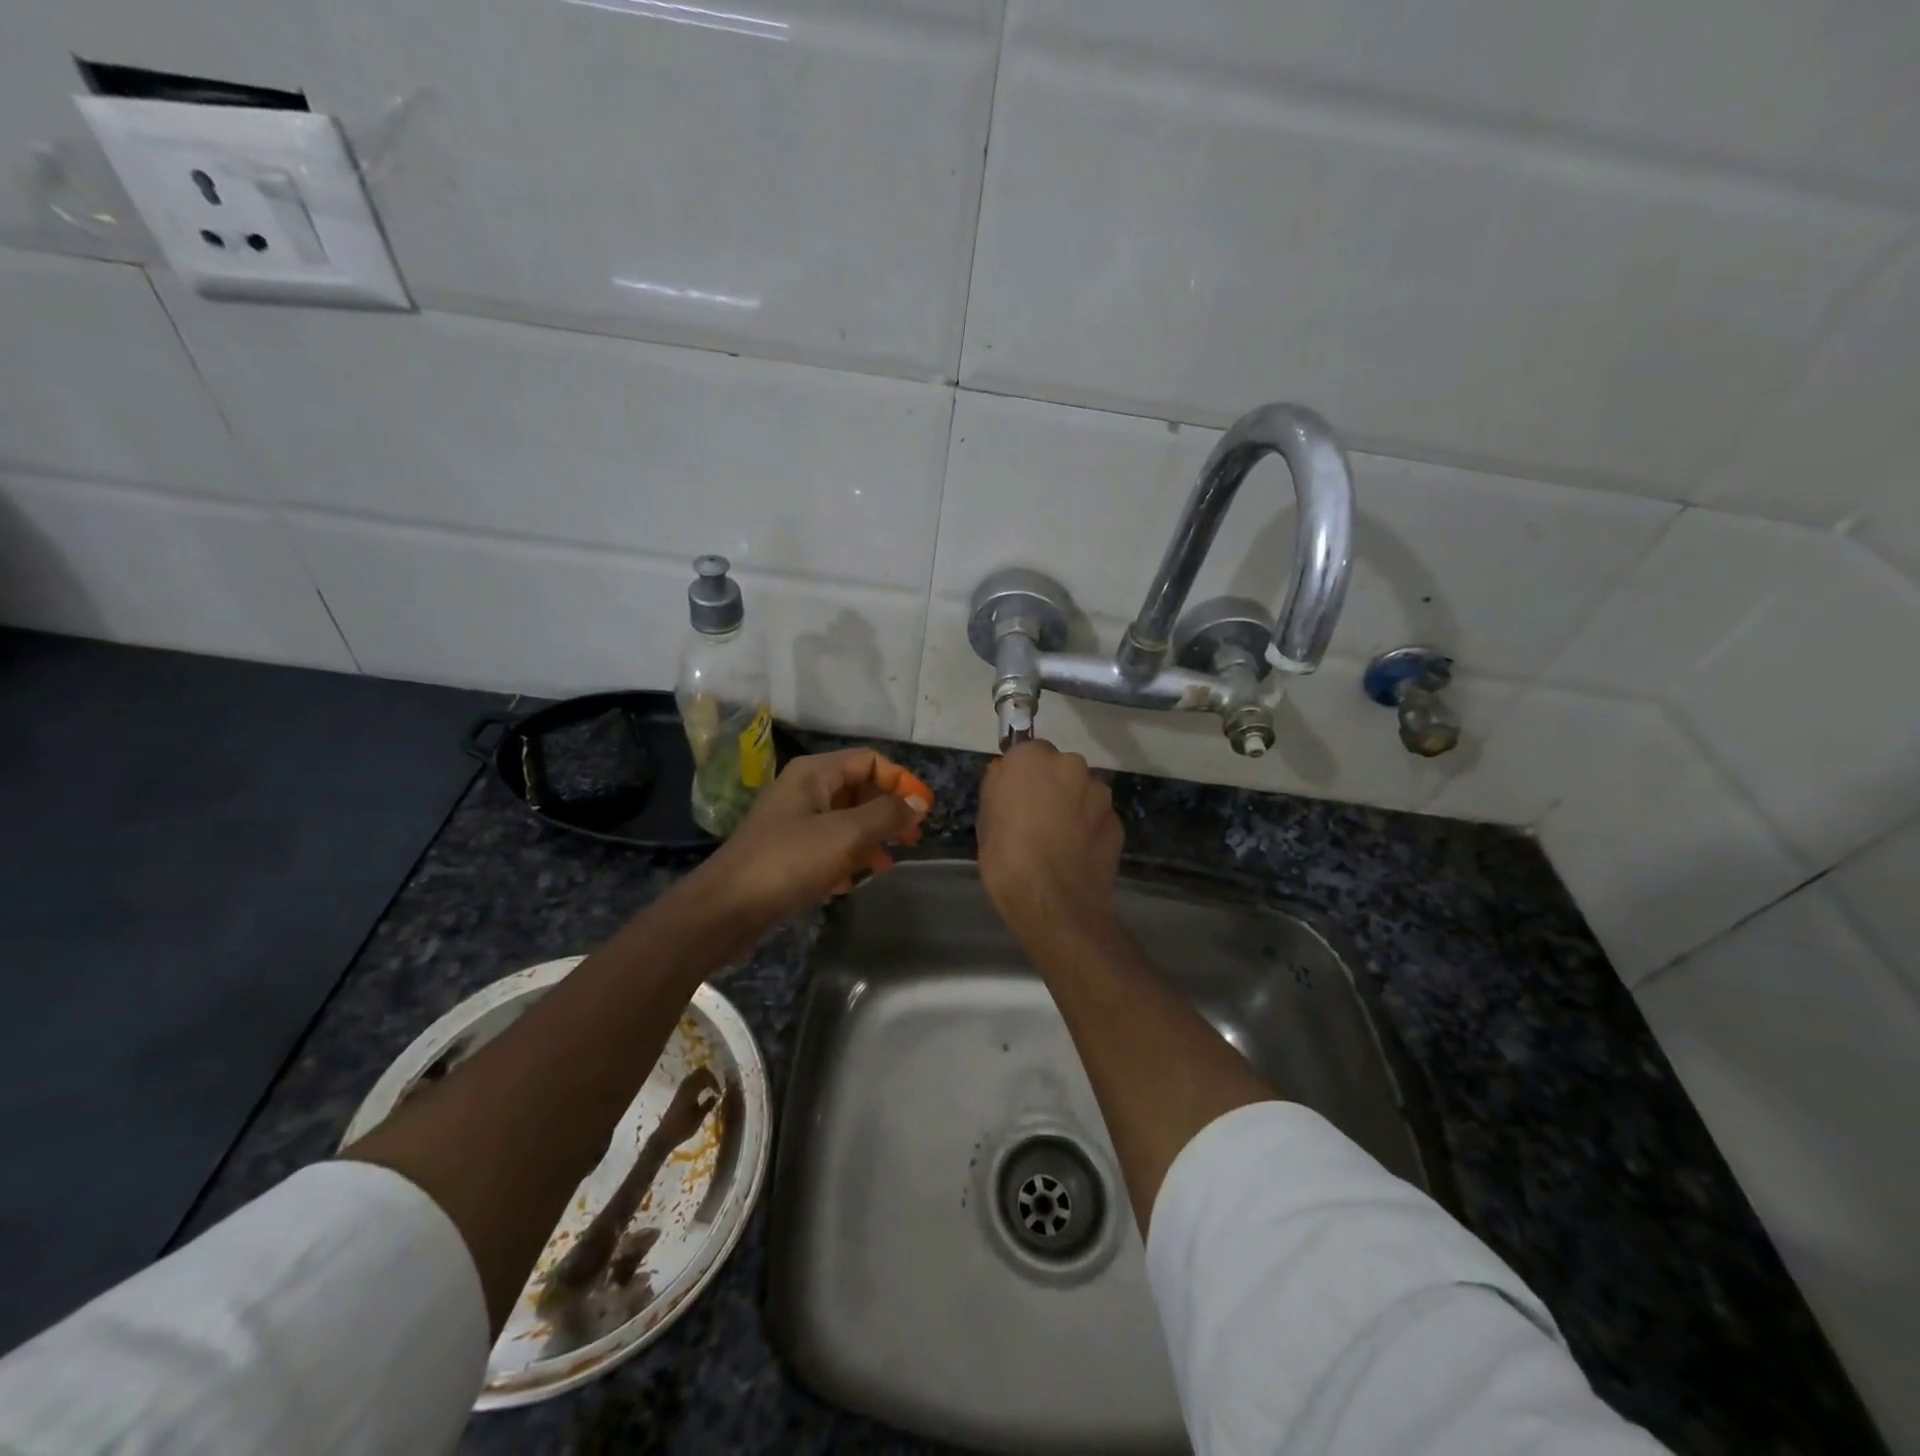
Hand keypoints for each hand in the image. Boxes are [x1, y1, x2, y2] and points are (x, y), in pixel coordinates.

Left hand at [690, 748, 928, 925]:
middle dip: (888, 812)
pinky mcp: (788, 853)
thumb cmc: (786, 862)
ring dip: (871, 839)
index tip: (924, 810)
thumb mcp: (843, 835)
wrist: (724, 909)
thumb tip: (919, 803)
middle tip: (912, 840)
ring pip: (846, 821)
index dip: (901, 781)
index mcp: (815, 774)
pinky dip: (846, 859)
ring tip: (887, 865)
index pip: (870, 761)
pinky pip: (828, 847)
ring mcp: (794, 822)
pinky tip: (852, 883)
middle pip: (859, 790)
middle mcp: (805, 790)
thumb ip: (885, 815)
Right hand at [977, 740, 1121, 942]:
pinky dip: (1089, 830)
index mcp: (1034, 758)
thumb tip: (1005, 774)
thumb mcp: (985, 818)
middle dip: (1051, 786)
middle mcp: (1072, 765)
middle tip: (1035, 819)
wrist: (1053, 901)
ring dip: (1074, 807)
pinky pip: (1098, 818)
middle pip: (1060, 768)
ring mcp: (1100, 794)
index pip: (1027, 751)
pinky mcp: (1118, 822)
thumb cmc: (1006, 856)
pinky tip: (1076, 855)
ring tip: (1059, 841)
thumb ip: (998, 786)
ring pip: (1083, 792)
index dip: (1021, 775)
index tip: (1015, 795)